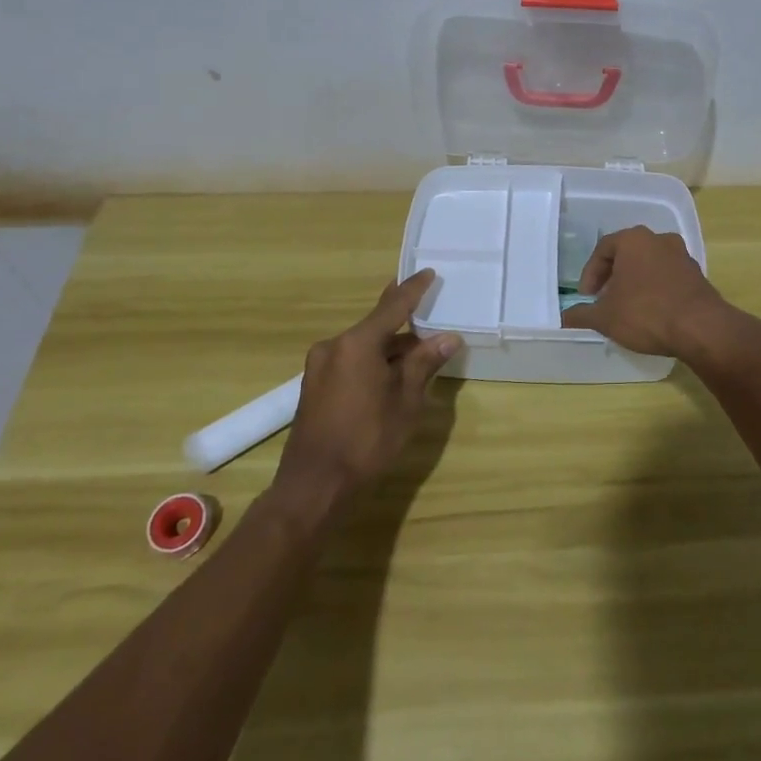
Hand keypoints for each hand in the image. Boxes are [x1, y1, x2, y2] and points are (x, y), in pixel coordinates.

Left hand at [276, 270, 459, 502]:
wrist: (314, 486)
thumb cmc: (366, 441)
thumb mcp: (405, 402)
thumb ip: (424, 364)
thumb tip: (447, 338)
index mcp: (357, 343)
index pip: (393, 306)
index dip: (414, 290)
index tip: (428, 273)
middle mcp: (334, 346)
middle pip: (376, 326)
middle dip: (404, 324)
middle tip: (429, 314)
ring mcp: (320, 366)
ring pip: (364, 346)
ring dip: (390, 348)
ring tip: (419, 356)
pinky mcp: (315, 386)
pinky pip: (351, 361)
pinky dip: (373, 362)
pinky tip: (391, 375)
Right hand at [559, 226, 738, 362]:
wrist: (701, 328)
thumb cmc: (646, 313)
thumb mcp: (605, 317)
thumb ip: (582, 315)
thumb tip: (564, 318)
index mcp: (634, 239)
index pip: (603, 249)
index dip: (590, 274)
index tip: (587, 297)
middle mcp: (659, 239)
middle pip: (627, 254)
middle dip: (613, 276)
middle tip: (604, 299)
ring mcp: (682, 255)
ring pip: (649, 264)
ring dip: (635, 282)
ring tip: (627, 307)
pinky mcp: (697, 274)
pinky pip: (667, 277)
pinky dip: (655, 289)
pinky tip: (651, 312)